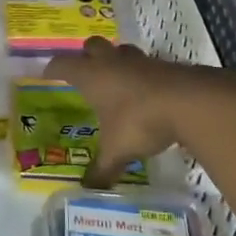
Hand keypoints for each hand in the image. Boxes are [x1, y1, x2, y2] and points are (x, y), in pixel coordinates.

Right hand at [42, 37, 235, 188]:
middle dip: (86, 55)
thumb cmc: (139, 121)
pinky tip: (144, 92)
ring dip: (116, 60)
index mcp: (91, 76)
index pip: (63, 64)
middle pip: (92, 46)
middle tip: (84, 71)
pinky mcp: (164, 66)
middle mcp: (112, 62)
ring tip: (115, 79)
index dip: (53, 68)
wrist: (188, 102)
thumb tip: (88, 190)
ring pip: (121, 51)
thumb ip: (102, 169)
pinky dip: (141, 74)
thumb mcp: (117, 150)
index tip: (47, 73)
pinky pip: (145, 64)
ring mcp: (140, 61)